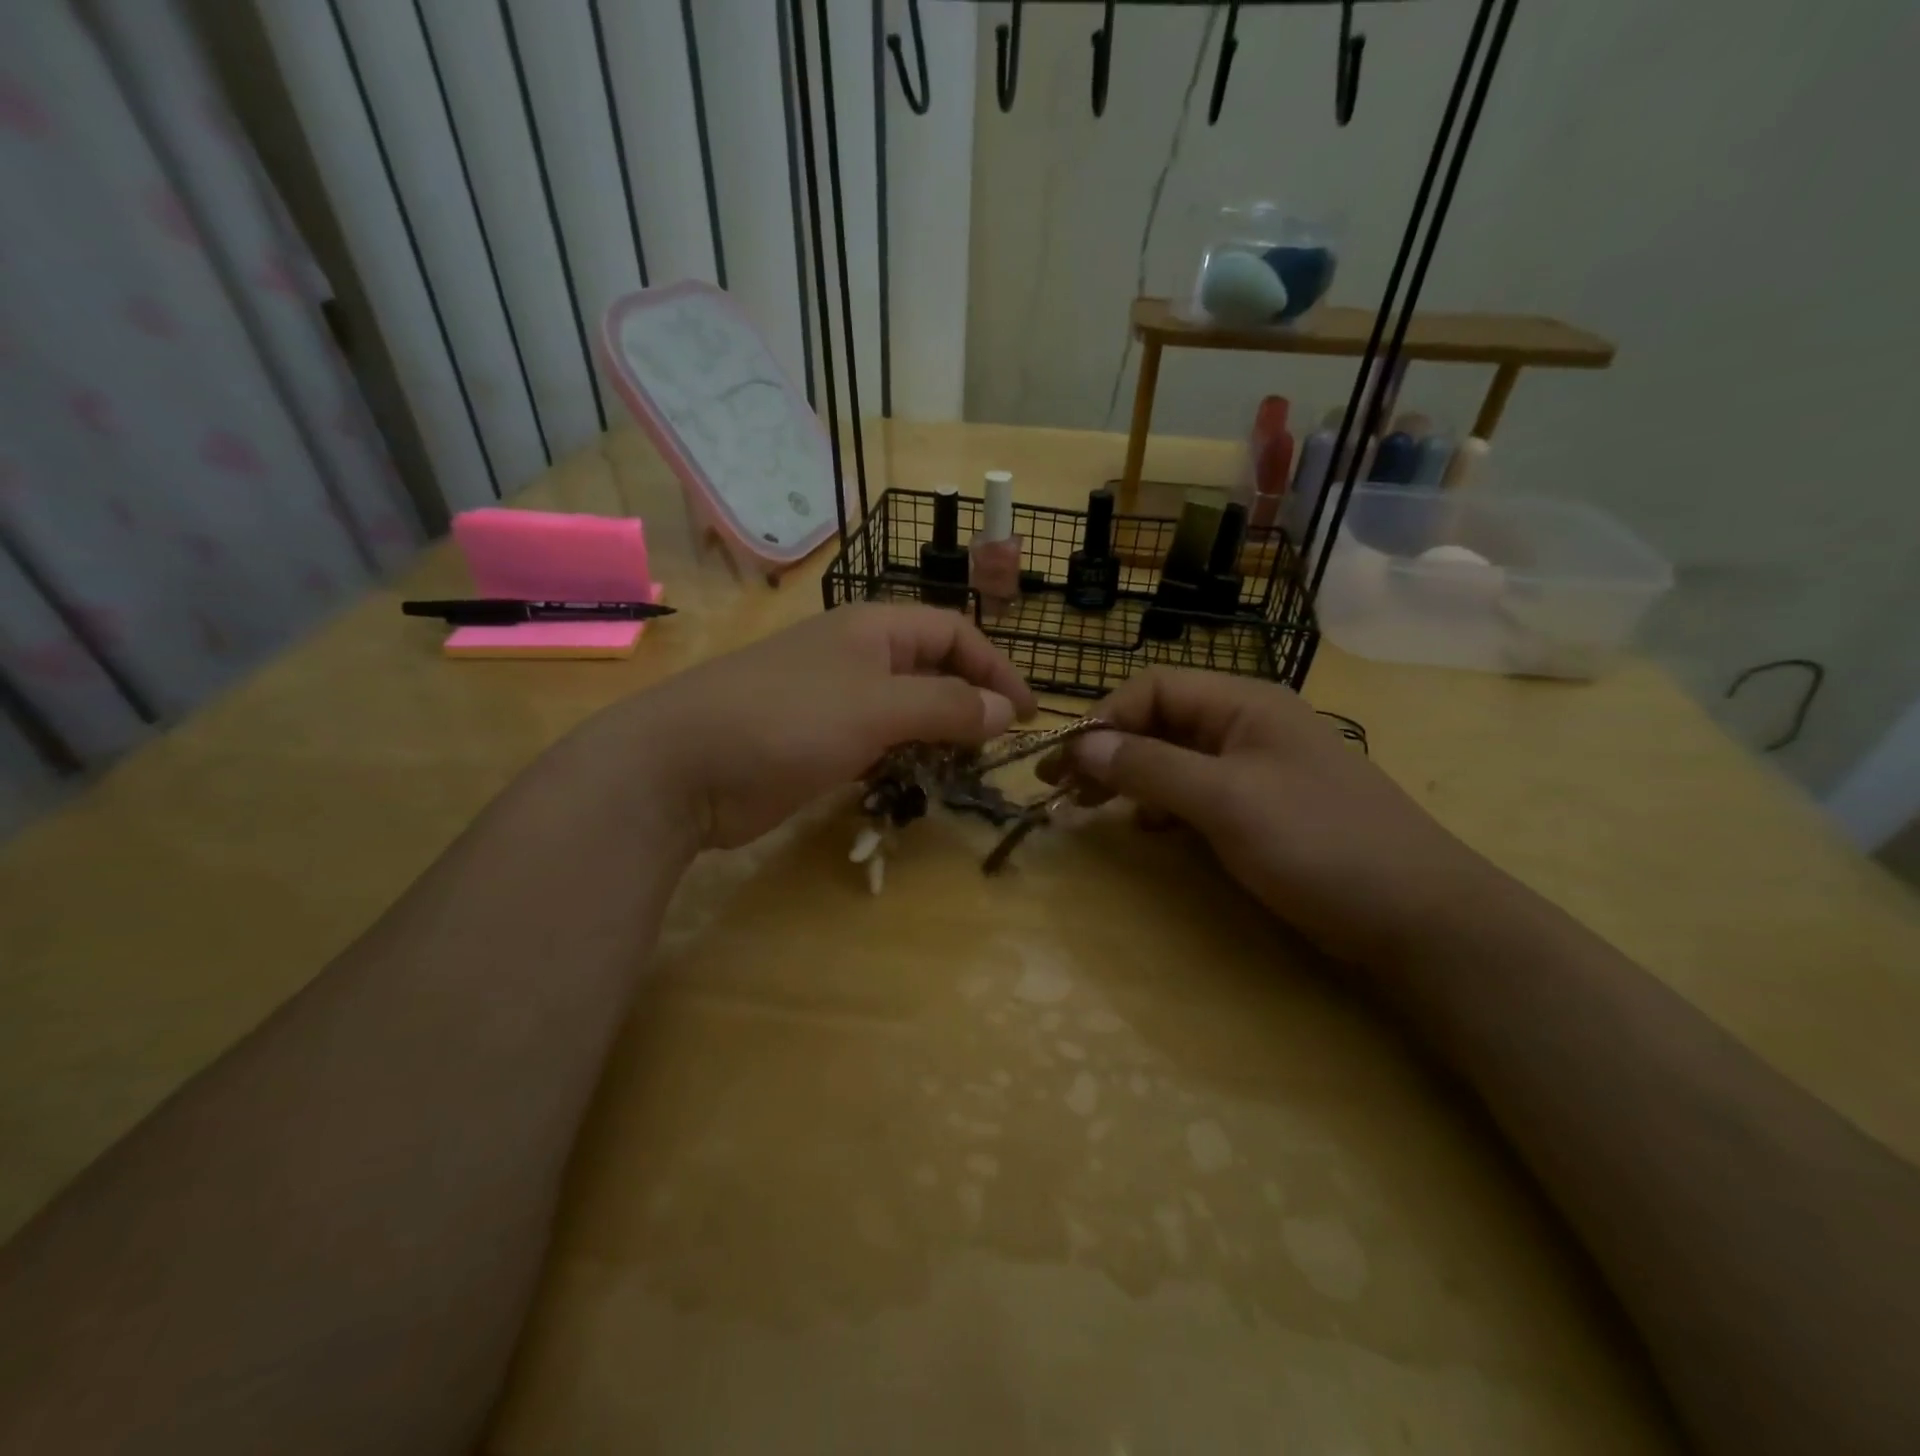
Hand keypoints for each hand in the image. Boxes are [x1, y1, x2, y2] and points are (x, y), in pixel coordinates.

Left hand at [582, 605, 1035, 849]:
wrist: (682, 767)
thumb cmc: (788, 720)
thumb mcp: (878, 707)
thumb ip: (947, 705)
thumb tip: (1008, 711)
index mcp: (875, 629)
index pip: (955, 633)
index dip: (997, 668)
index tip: (1028, 714)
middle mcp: (858, 658)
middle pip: (933, 671)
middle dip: (970, 703)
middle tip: (997, 748)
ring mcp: (834, 702)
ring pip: (906, 711)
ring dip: (938, 736)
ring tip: (964, 771)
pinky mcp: (816, 744)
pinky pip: (877, 745)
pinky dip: (902, 760)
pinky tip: (914, 784)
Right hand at [1050, 669, 1497, 967]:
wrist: (1419, 917)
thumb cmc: (1319, 843)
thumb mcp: (1226, 800)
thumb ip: (1149, 767)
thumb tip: (1081, 745)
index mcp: (1243, 703)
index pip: (1152, 689)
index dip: (1103, 720)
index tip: (1064, 765)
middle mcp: (1247, 725)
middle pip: (1160, 722)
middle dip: (1109, 751)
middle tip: (1061, 791)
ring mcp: (1257, 769)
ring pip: (1175, 759)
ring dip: (1131, 778)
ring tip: (1093, 809)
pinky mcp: (1264, 809)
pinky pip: (1197, 793)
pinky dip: (1164, 806)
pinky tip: (1148, 828)